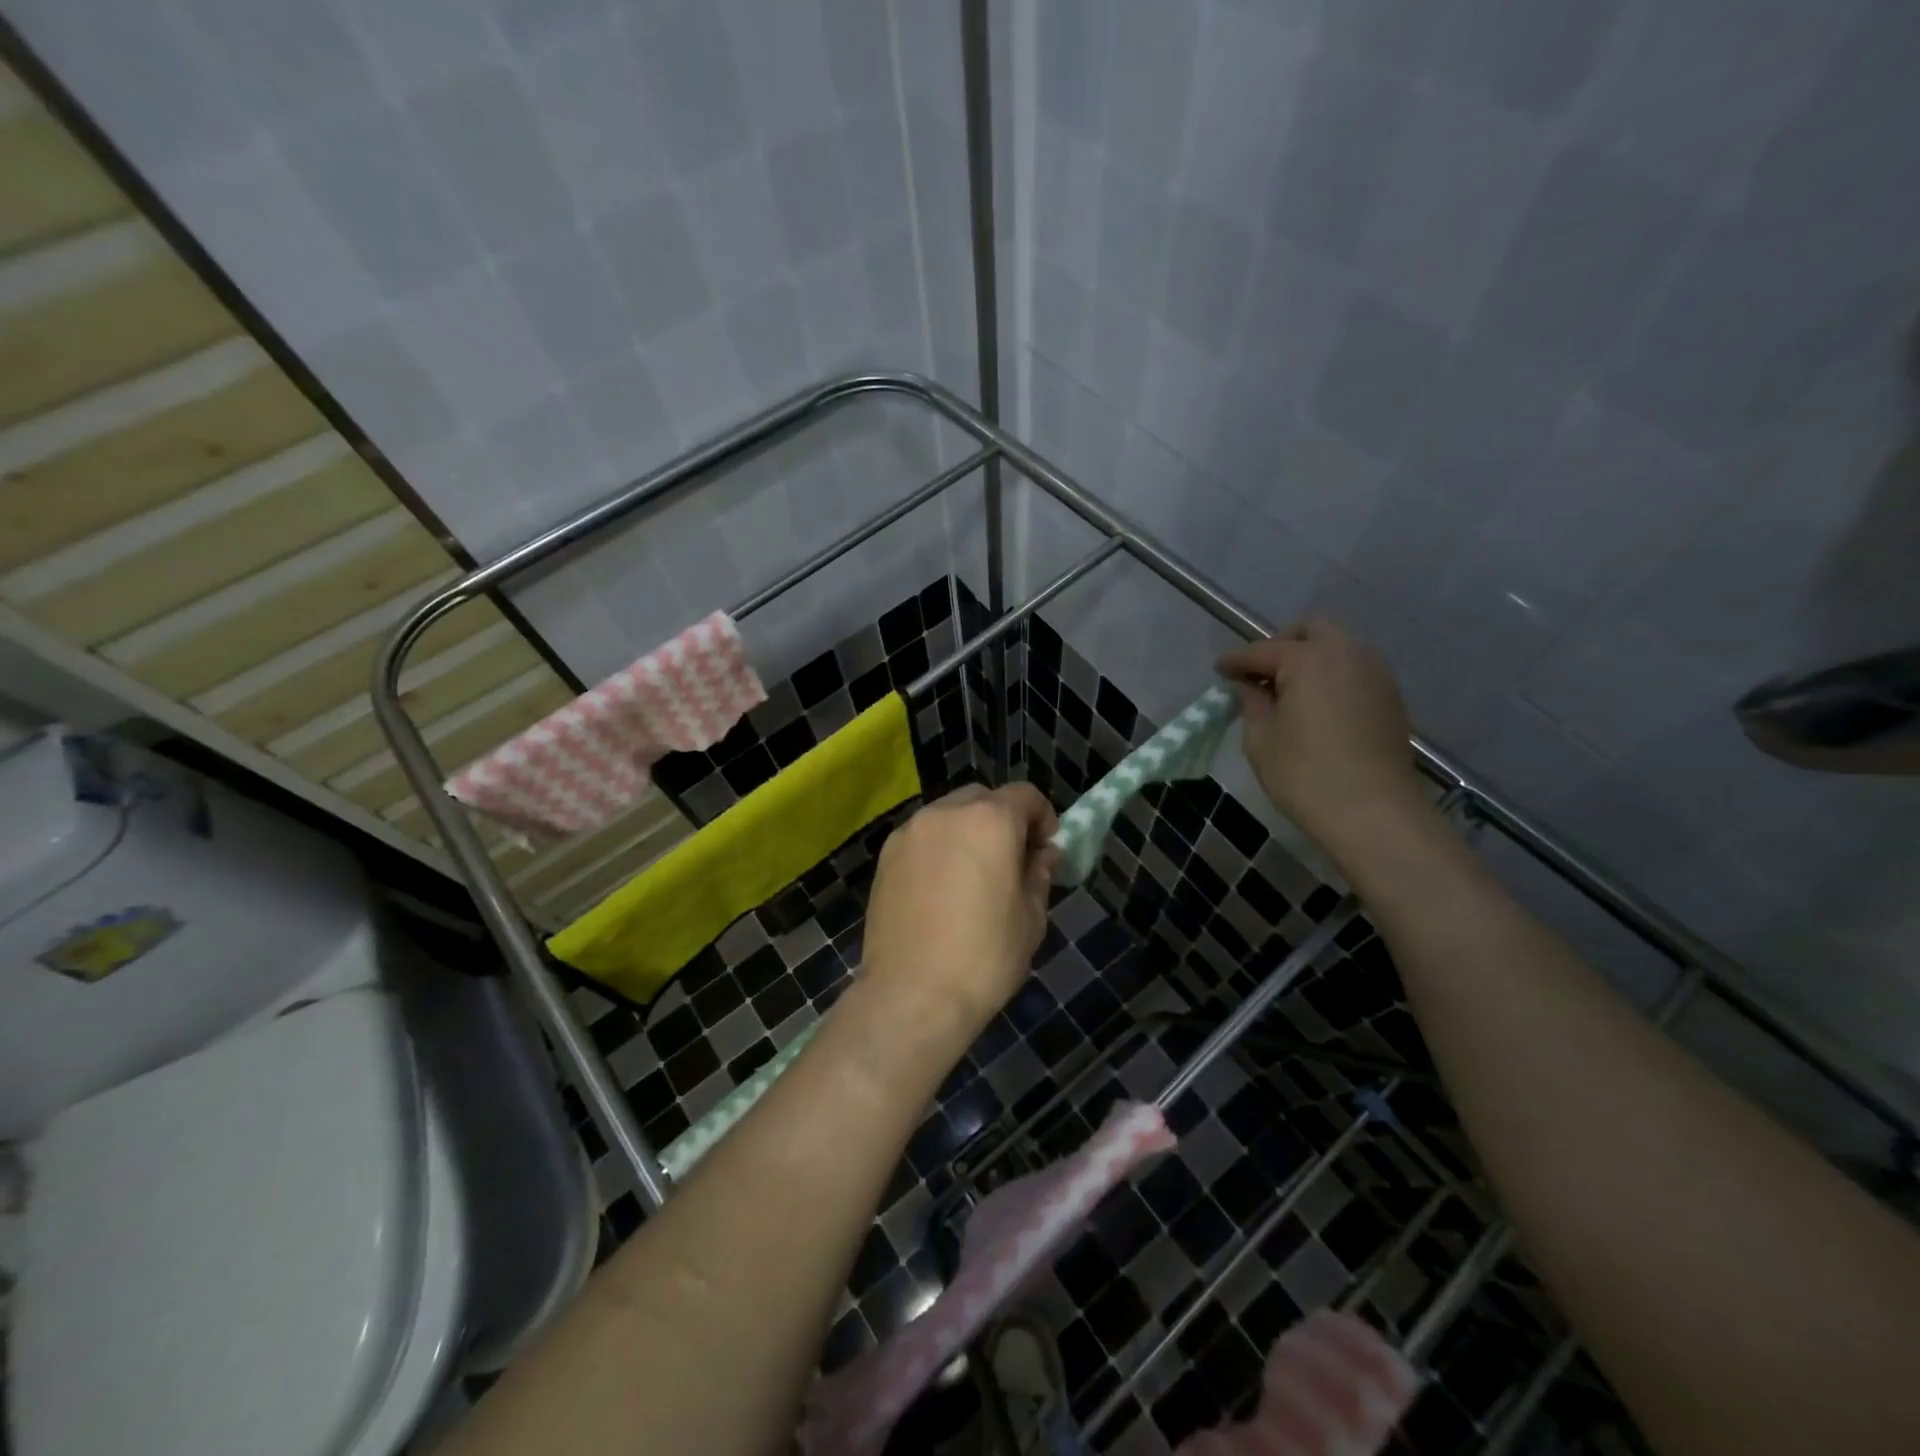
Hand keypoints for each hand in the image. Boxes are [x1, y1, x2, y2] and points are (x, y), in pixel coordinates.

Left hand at [861, 784, 1058, 1035]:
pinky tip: (941, 889)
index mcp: (989, 820)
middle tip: (1011, 861)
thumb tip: (1041, 855)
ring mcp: (910, 832)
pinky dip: (939, 848)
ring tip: (973, 876)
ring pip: (949, 815)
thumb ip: (1039, 874)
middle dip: (1003, 820)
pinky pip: (922, 838)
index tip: (1045, 850)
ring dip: (968, 831)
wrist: (912, 995)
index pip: (1025, 795)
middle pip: (983, 799)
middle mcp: (946, 813)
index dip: (1043, 818)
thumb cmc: (984, 957)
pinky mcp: (885, 857)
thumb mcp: (1031, 917)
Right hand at [1216, 618, 1427, 856]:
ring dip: (1310, 657)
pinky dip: (1332, 674)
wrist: (1375, 812)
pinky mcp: (1390, 695)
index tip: (1220, 671)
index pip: (1261, 651)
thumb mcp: (1261, 740)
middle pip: (1309, 630)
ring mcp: (1374, 672)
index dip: (1236, 661)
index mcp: (1307, 659)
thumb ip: (1252, 704)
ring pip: (1337, 646)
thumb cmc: (1306, 775)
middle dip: (1281, 644)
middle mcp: (1345, 653)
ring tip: (1288, 691)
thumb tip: (1249, 686)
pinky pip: (1354, 668)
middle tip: (1260, 675)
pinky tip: (1317, 704)